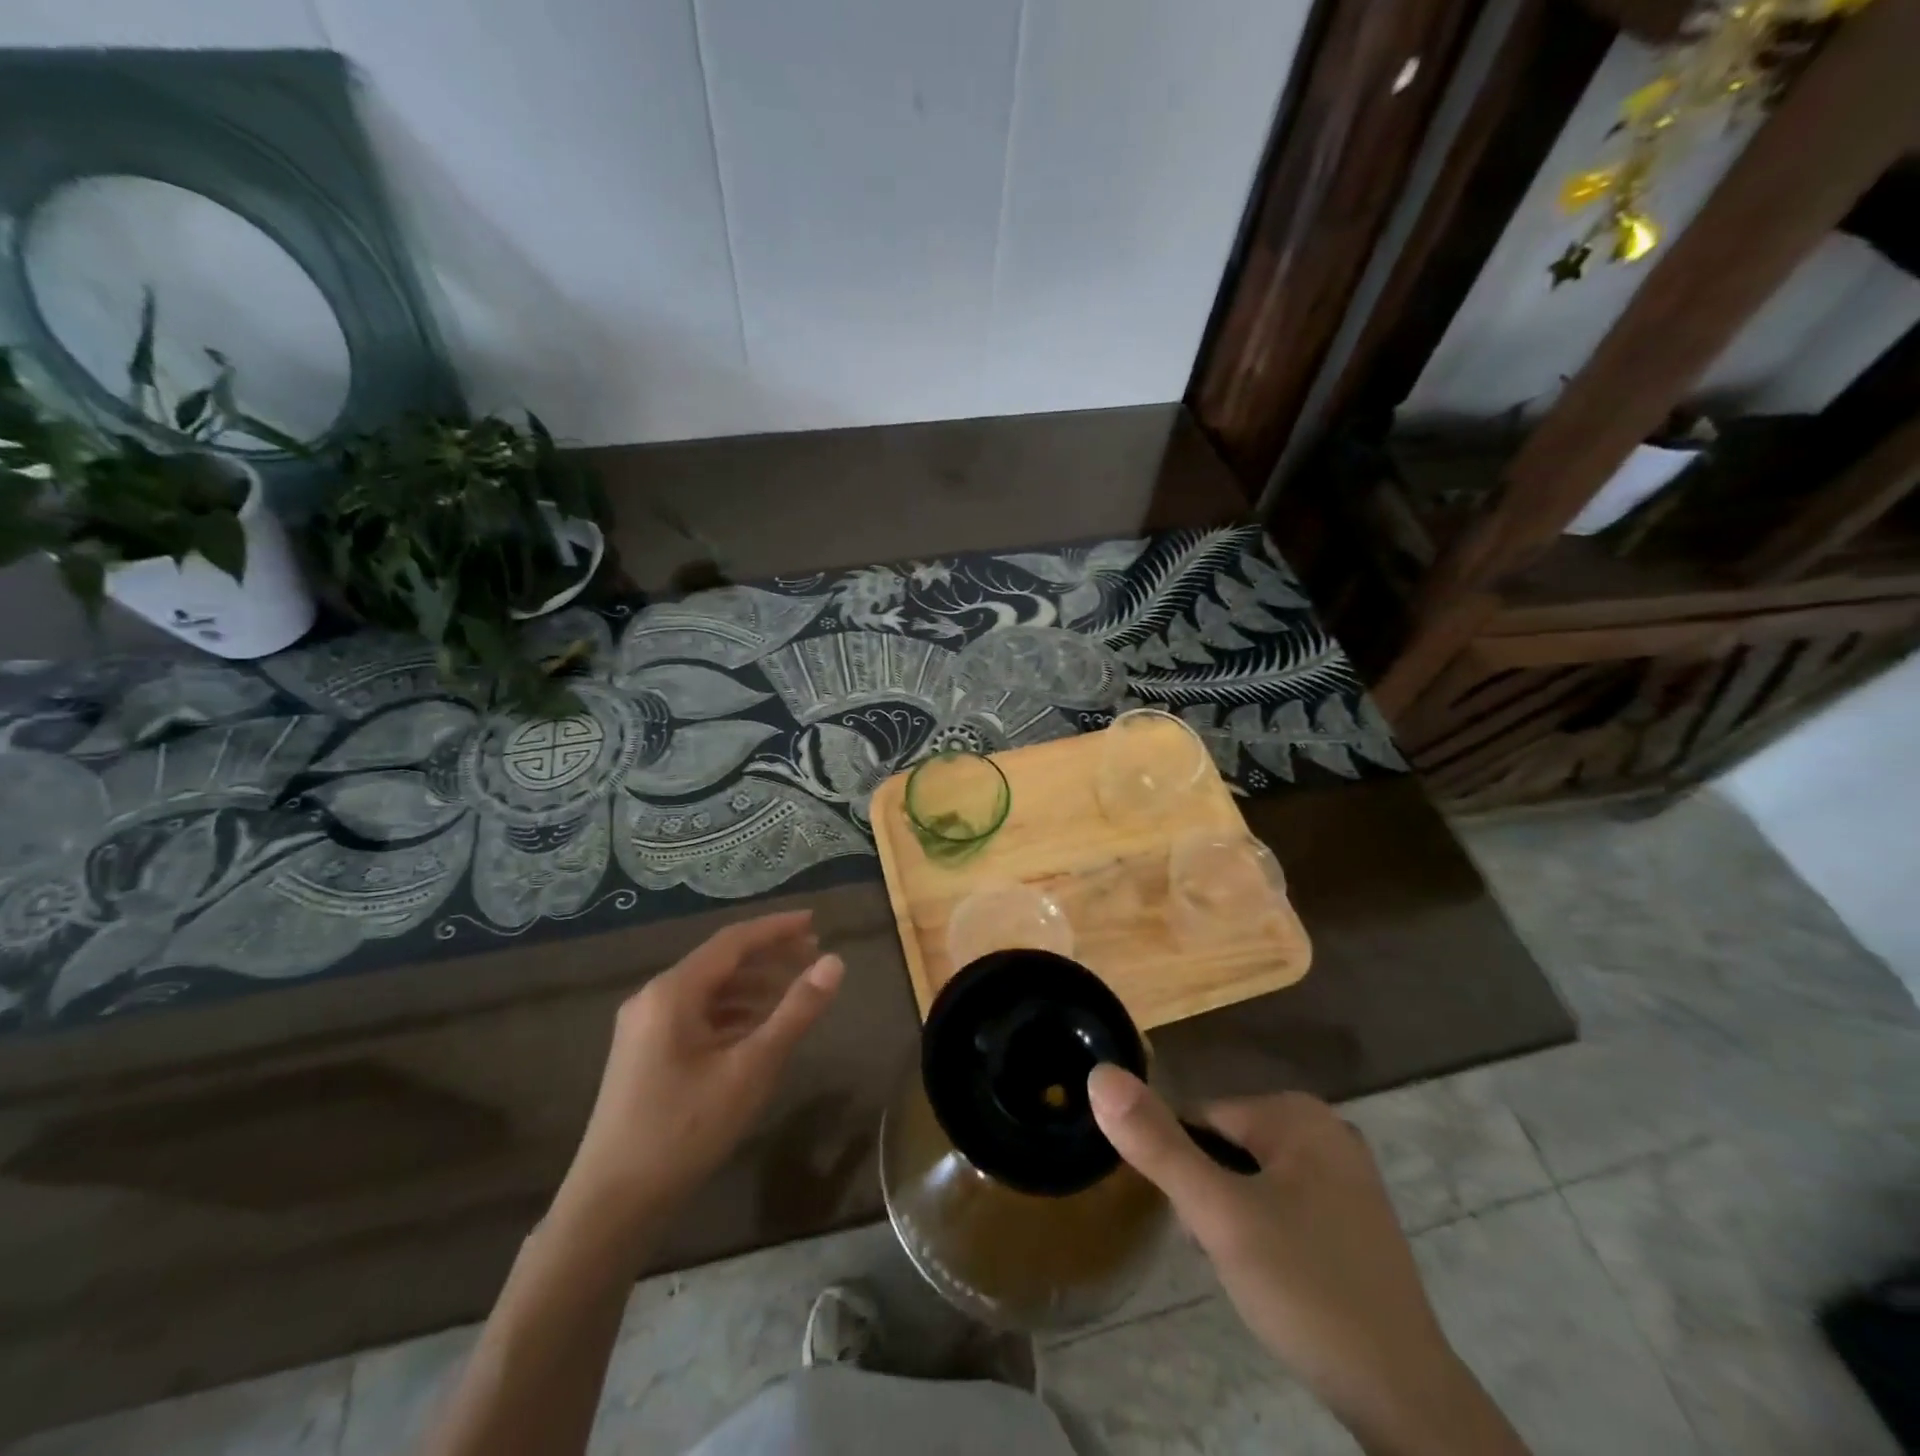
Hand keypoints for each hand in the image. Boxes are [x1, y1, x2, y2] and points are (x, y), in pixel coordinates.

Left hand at [556, 911, 843, 1252]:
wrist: (611, 1207)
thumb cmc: (683, 1131)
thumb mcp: (750, 1069)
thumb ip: (795, 1011)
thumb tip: (834, 962)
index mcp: (672, 992)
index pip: (733, 941)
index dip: (776, 928)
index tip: (816, 922)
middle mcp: (654, 998)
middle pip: (721, 961)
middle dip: (769, 955)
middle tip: (814, 954)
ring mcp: (645, 1026)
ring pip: (710, 990)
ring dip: (753, 985)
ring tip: (795, 990)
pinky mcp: (646, 1053)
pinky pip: (697, 1015)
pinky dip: (733, 1012)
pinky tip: (759, 1028)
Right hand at [1088, 1067, 1526, 1455]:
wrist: (1406, 1401)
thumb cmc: (1306, 1289)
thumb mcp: (1219, 1216)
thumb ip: (1157, 1145)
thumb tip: (1099, 1074)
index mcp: (1297, 1113)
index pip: (1201, 1119)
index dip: (1187, 1172)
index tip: (1199, 1227)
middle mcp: (1326, 1129)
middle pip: (1228, 1147)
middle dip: (1213, 1197)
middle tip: (1225, 1253)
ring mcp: (1346, 1174)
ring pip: (1252, 1178)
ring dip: (1234, 1218)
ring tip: (1249, 1270)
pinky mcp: (1354, 1217)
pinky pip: (1283, 1203)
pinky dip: (1267, 1232)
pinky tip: (1277, 1278)